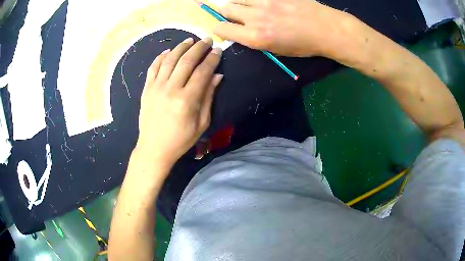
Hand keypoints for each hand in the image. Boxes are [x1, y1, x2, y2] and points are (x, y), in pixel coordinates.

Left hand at [136, 37, 222, 165]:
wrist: (153, 148)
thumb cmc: (180, 140)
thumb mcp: (201, 123)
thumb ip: (208, 97)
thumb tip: (217, 76)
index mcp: (187, 100)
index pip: (203, 72)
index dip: (212, 59)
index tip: (218, 50)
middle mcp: (171, 89)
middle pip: (186, 61)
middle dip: (199, 47)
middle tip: (207, 40)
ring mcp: (156, 87)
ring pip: (170, 60)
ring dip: (181, 47)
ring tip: (190, 40)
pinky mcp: (146, 89)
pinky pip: (153, 67)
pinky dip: (161, 57)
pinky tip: (168, 51)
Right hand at [213, 0, 351, 56]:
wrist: (326, 29)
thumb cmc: (304, 45)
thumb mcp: (277, 50)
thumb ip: (255, 39)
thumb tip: (241, 31)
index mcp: (256, 37)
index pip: (222, 28)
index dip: (219, 28)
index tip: (224, 29)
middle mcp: (255, 17)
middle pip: (226, 8)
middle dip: (225, 12)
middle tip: (234, 15)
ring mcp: (265, 1)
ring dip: (237, 2)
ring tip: (246, 7)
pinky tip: (261, 4)